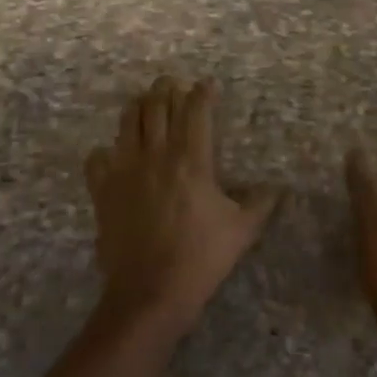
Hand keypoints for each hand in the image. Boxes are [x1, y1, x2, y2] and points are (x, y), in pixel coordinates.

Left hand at [84, 76, 280, 335]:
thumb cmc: (201, 257)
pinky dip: (106, 150)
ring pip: (128, 122)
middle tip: (173, 84)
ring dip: (138, 106)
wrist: (150, 292)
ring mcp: (125, 170)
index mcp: (191, 158)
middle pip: (157, 105)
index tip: (207, 85)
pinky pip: (97, 158)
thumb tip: (278, 187)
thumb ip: (261, 203)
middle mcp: (156, 154)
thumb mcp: (242, 230)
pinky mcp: (103, 191)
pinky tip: (113, 154)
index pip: (196, 110)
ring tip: (145, 102)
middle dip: (166, 88)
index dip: (202, 93)